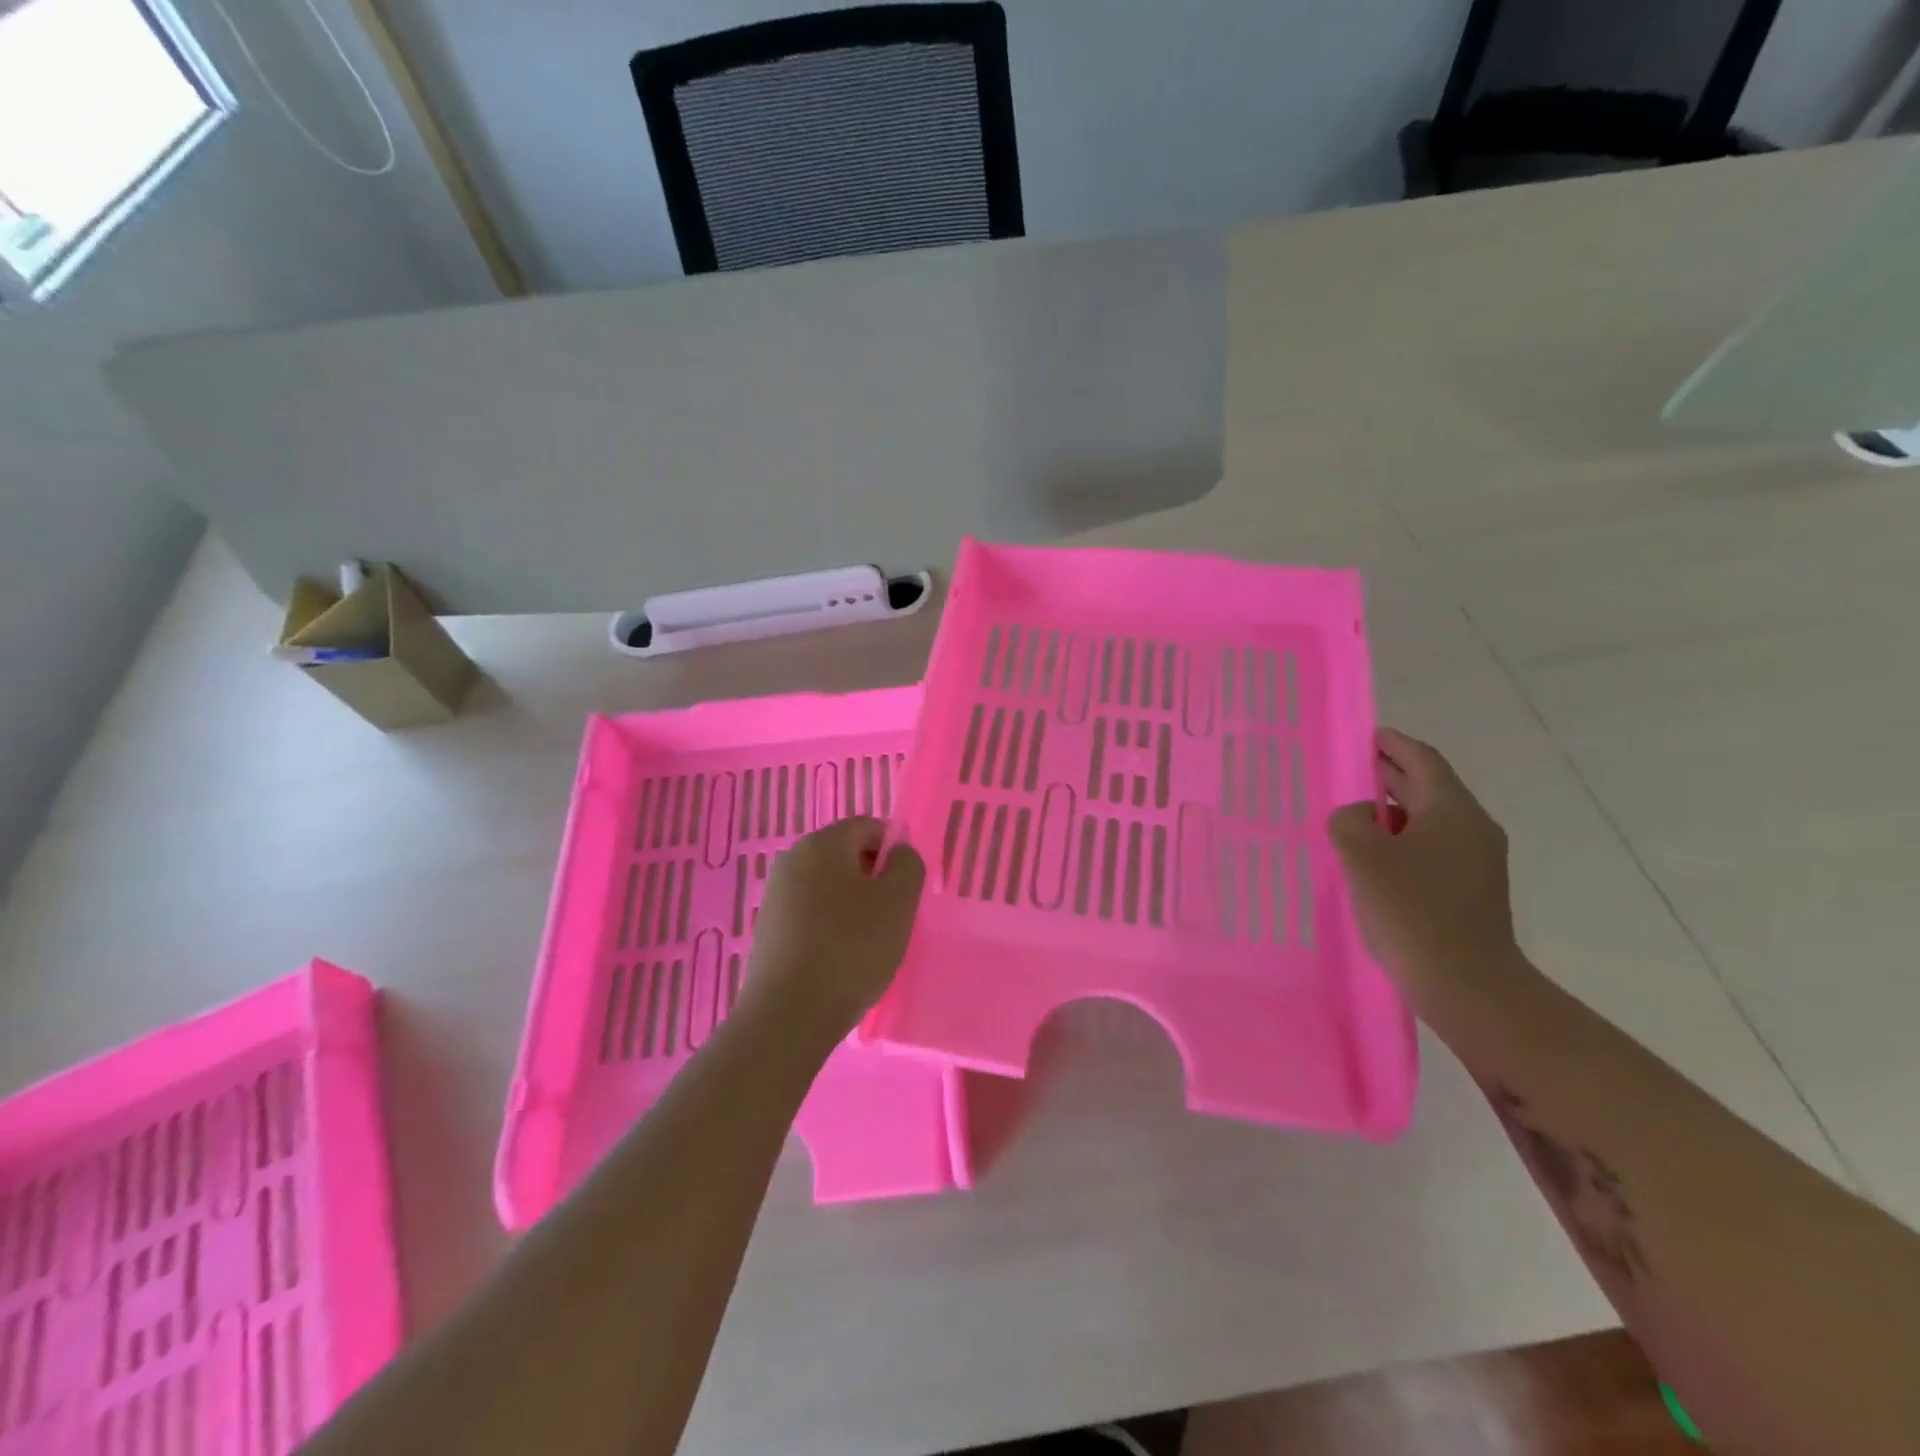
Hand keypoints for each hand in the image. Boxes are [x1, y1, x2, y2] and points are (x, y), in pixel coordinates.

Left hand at [742, 817, 926, 1041]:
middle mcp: (792, 859)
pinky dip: (831, 927)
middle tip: (893, 917)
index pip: (869, 827)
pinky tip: (841, 959)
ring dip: (853, 906)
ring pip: (829, 887)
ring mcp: (775, 895)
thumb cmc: (851, 948)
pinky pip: (811, 914)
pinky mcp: (768, 929)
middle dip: (874, 880)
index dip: (895, 851)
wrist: (788, 1015)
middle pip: (846, 855)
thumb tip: (898, 853)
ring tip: (869, 944)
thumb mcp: (898, 902)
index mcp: (822, 843)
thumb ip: (907, 865)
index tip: (906, 889)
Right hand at [1329, 729, 1521, 1011]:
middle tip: (1351, 771)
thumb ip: (1350, 820)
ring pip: (1430, 822)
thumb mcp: (1362, 855)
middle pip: (1429, 788)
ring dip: (1393, 814)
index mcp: (1453, 811)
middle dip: (1390, 776)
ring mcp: (1478, 863)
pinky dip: (1403, 843)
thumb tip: (1359, 817)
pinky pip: (1433, 851)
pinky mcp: (1472, 892)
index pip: (1422, 760)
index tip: (1365, 736)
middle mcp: (1473, 829)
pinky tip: (1374, 862)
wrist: (1467, 985)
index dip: (1392, 744)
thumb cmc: (1412, 910)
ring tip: (1354, 819)